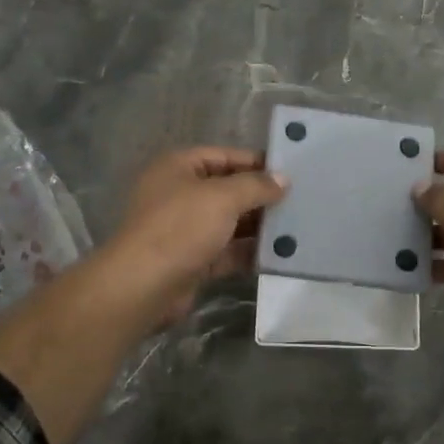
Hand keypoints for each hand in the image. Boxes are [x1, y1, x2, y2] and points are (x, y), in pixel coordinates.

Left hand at [0, 147, 284, 443]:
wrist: (142, 286)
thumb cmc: (180, 228)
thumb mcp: (222, 197)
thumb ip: (256, 186)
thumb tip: (283, 180)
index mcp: (179, 167)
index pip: (225, 156)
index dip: (256, 162)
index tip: (290, 172)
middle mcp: (180, 194)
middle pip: (228, 189)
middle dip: (261, 197)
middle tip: (300, 200)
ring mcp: (184, 229)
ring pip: (229, 222)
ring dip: (258, 226)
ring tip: (297, 227)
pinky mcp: (192, 260)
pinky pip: (227, 251)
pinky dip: (248, 252)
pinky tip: (279, 255)